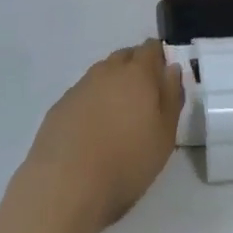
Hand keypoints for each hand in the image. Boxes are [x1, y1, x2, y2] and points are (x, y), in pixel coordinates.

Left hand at [24, 40, 184, 227]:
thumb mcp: (165, 135)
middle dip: (136, 67)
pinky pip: (83, 93)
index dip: (159, 56)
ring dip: (113, 84)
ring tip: (119, 113)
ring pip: (102, 73)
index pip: (150, 48)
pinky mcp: (60, 105)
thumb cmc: (127, 161)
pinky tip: (93, 127)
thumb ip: (171, 97)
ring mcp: (80, 87)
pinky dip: (92, 101)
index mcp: (137, 74)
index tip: (164, 75)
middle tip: (144, 95)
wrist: (66, 183)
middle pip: (125, 56)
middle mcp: (107, 71)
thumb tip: (172, 68)